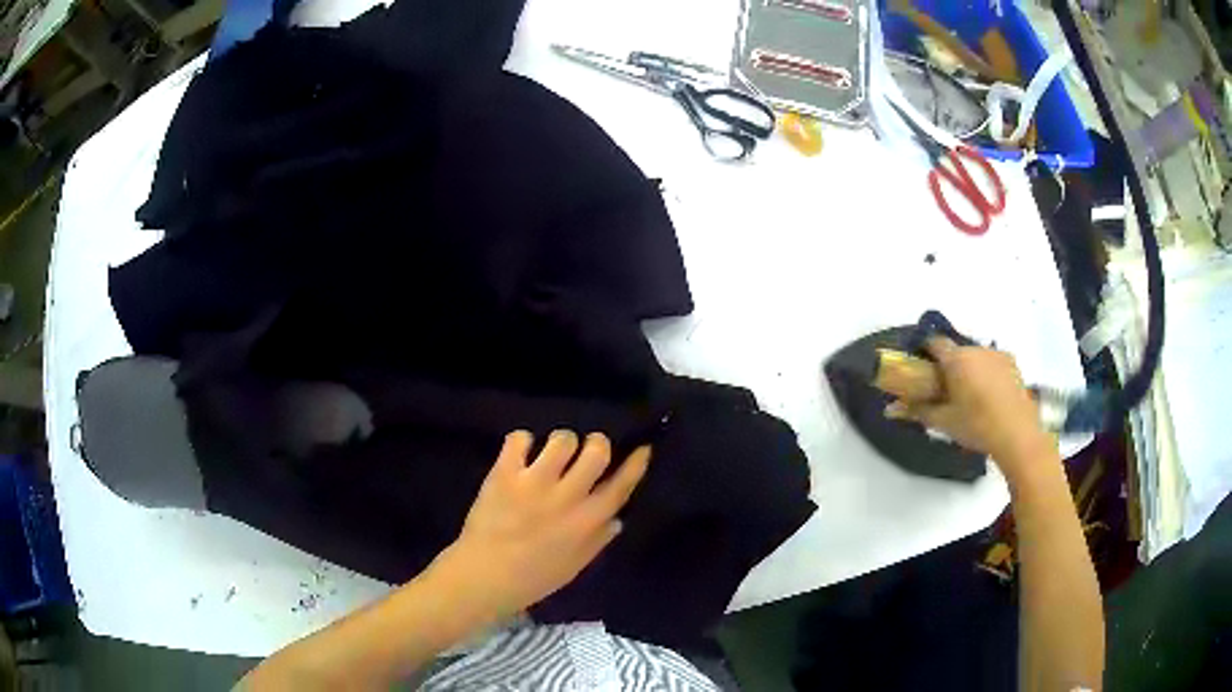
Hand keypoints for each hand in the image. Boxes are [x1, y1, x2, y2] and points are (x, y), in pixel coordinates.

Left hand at [437, 430, 649, 618]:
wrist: (483, 577)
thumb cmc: (532, 579)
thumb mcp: (574, 566)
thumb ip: (598, 541)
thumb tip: (617, 519)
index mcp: (588, 521)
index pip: (621, 485)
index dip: (635, 463)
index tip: (642, 448)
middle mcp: (567, 497)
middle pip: (597, 450)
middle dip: (596, 444)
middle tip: (584, 453)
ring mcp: (534, 482)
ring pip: (562, 439)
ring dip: (560, 443)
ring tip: (549, 455)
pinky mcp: (505, 474)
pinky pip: (520, 438)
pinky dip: (522, 442)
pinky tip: (520, 455)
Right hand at [885, 337, 1055, 484]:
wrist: (1016, 433)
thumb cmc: (976, 425)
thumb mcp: (943, 421)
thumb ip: (916, 411)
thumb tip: (889, 409)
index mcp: (956, 359)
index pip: (934, 342)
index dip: (925, 350)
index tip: (920, 366)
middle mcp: (976, 349)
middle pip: (956, 350)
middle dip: (949, 364)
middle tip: (945, 389)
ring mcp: (996, 354)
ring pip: (975, 356)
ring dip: (969, 368)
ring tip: (969, 395)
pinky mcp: (1012, 364)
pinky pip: (992, 362)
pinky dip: (987, 372)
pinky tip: (989, 395)